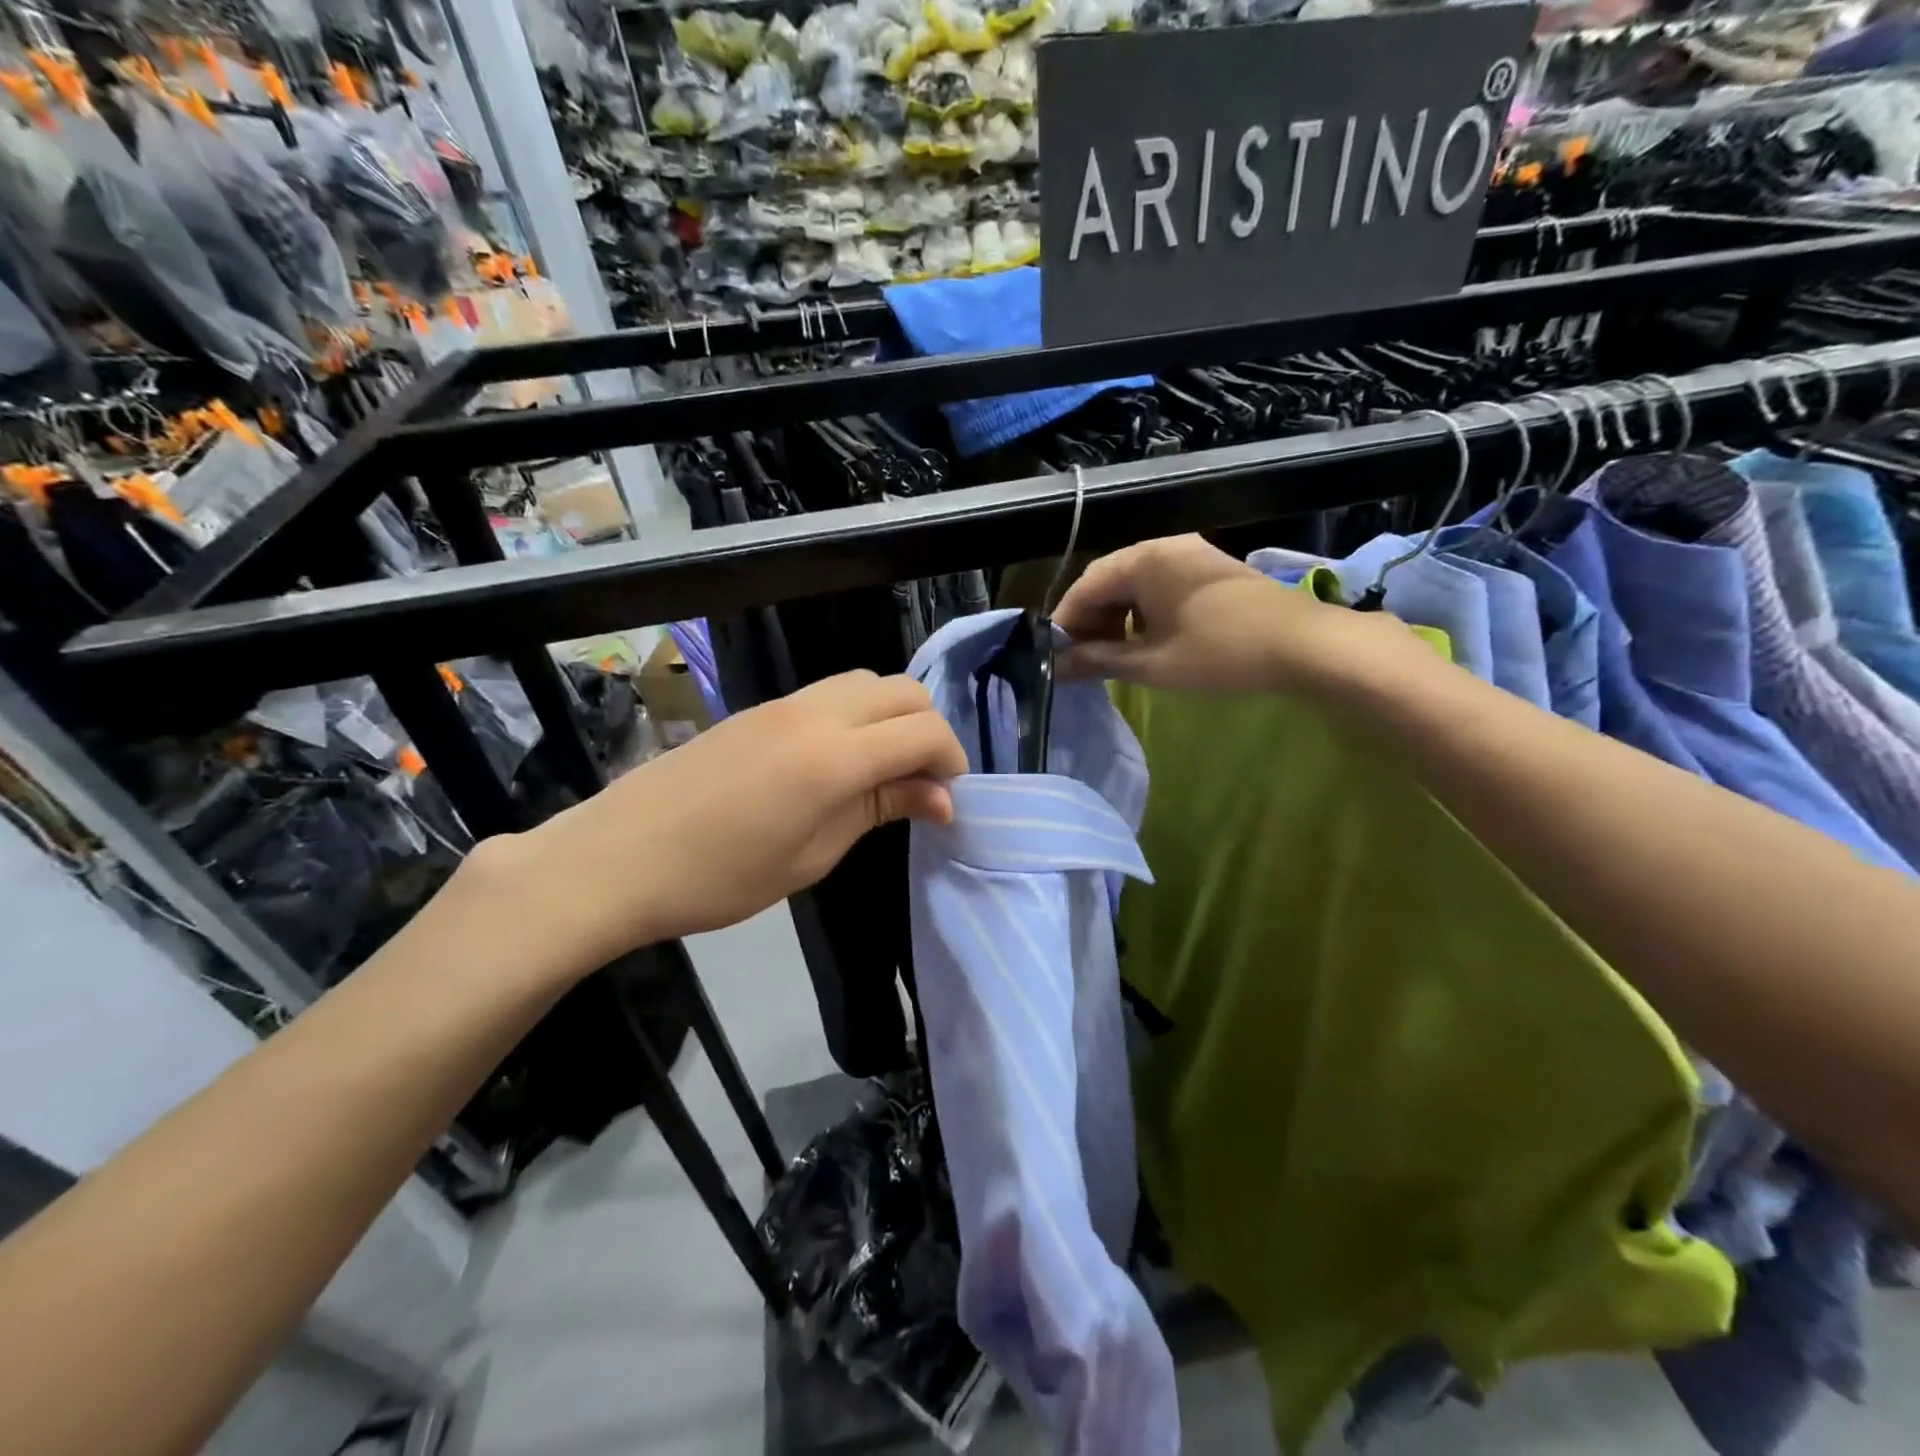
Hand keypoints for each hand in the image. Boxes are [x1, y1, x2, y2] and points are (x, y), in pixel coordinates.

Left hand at [490, 670, 966, 974]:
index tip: (946, 801)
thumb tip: (939, 797)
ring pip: (867, 682)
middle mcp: (815, 713)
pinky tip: (840, 761)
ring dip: (893, 717)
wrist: (616, 858)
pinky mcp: (759, 709)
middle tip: (921, 784)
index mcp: (833, 756)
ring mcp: (783, 704)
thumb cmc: (719, 877)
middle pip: (903, 691)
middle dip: (929, 731)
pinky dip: (858, 715)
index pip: (923, 731)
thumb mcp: (812, 855)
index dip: (950, 760)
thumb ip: (879, 809)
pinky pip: (830, 693)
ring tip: (884, 771)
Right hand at [1054, 534, 1419, 694]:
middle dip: (1091, 621)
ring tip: (1114, 655)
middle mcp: (1163, 546)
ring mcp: (1190, 554)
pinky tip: (1148, 640)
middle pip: (1109, 581)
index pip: (1086, 586)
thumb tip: (1056, 667)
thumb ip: (1098, 660)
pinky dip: (1143, 612)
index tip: (1057, 656)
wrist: (1305, 644)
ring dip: (1117, 618)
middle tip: (1084, 660)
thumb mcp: (1152, 664)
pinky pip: (1160, 584)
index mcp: (1144, 560)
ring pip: (1135, 583)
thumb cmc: (1220, 653)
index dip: (1066, 623)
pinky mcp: (1209, 569)